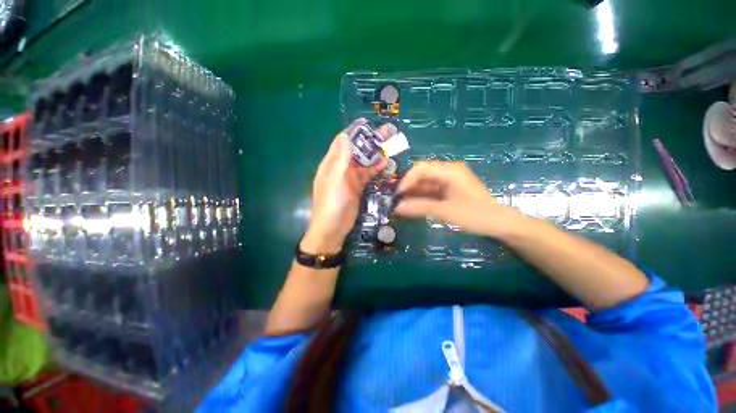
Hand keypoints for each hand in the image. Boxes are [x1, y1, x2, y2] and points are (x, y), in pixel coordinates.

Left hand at [302, 121, 387, 253]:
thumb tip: (344, 135)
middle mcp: (341, 168)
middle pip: (356, 151)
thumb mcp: (335, 180)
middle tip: (385, 133)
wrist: (333, 229)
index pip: (342, 142)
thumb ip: (340, 159)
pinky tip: (385, 164)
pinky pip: (367, 175)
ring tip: (389, 146)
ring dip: (374, 155)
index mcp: (331, 164)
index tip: (367, 124)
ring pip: (363, 163)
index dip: (353, 132)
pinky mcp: (358, 188)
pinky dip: (375, 169)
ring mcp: (350, 179)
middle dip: (369, 142)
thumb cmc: (331, 203)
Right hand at [395, 161, 520, 236]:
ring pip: (425, 183)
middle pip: (422, 174)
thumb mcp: (445, 211)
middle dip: (409, 187)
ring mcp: (450, 180)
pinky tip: (414, 206)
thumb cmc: (475, 215)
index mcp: (450, 171)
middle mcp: (448, 171)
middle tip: (397, 201)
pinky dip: (422, 197)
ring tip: (402, 205)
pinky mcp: (450, 189)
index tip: (398, 195)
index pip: (421, 168)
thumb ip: (419, 208)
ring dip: (414, 193)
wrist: (500, 224)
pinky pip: (432, 190)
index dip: (407, 180)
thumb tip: (397, 208)